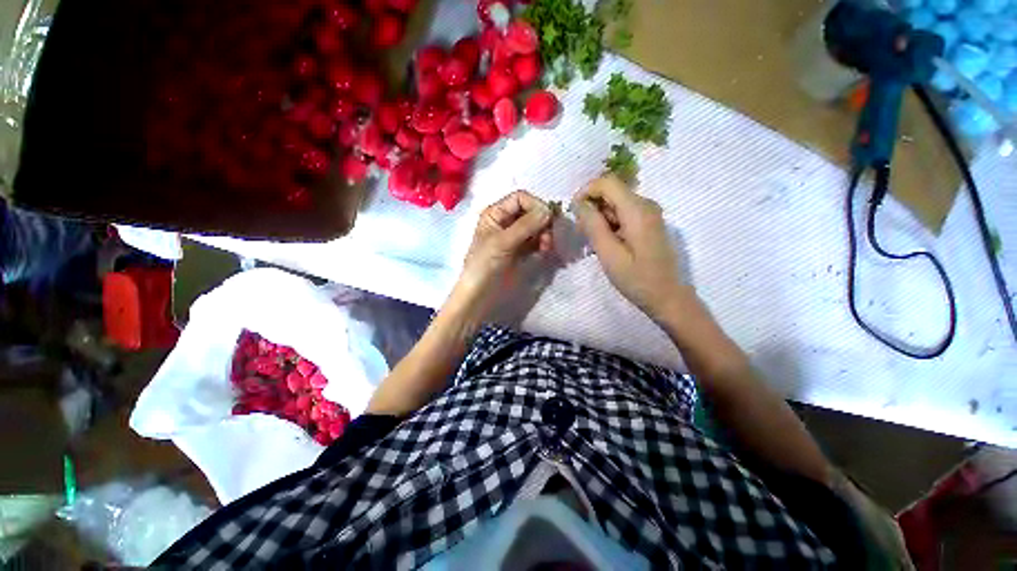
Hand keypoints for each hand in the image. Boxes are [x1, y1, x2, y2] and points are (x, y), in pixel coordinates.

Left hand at [455, 190, 553, 305]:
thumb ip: (525, 225)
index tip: (548, 219)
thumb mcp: (502, 243)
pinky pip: (537, 241)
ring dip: (545, 234)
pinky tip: (545, 252)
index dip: (535, 205)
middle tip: (549, 236)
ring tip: (547, 247)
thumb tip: (549, 210)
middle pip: (531, 211)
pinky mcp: (522, 251)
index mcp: (495, 214)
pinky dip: (544, 244)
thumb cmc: (484, 266)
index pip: (521, 198)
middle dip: (543, 221)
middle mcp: (506, 222)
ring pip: (537, 227)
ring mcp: (515, 237)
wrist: (479, 295)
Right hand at [573, 175, 685, 318]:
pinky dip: (610, 223)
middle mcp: (646, 204)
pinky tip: (607, 242)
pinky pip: (623, 212)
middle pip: (611, 191)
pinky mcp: (648, 222)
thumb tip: (578, 203)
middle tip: (583, 233)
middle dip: (592, 207)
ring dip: (600, 217)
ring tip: (595, 242)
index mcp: (637, 210)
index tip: (573, 212)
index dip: (586, 191)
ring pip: (616, 202)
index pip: (607, 182)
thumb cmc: (636, 278)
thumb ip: (593, 225)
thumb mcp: (608, 254)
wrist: (666, 296)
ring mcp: (649, 213)